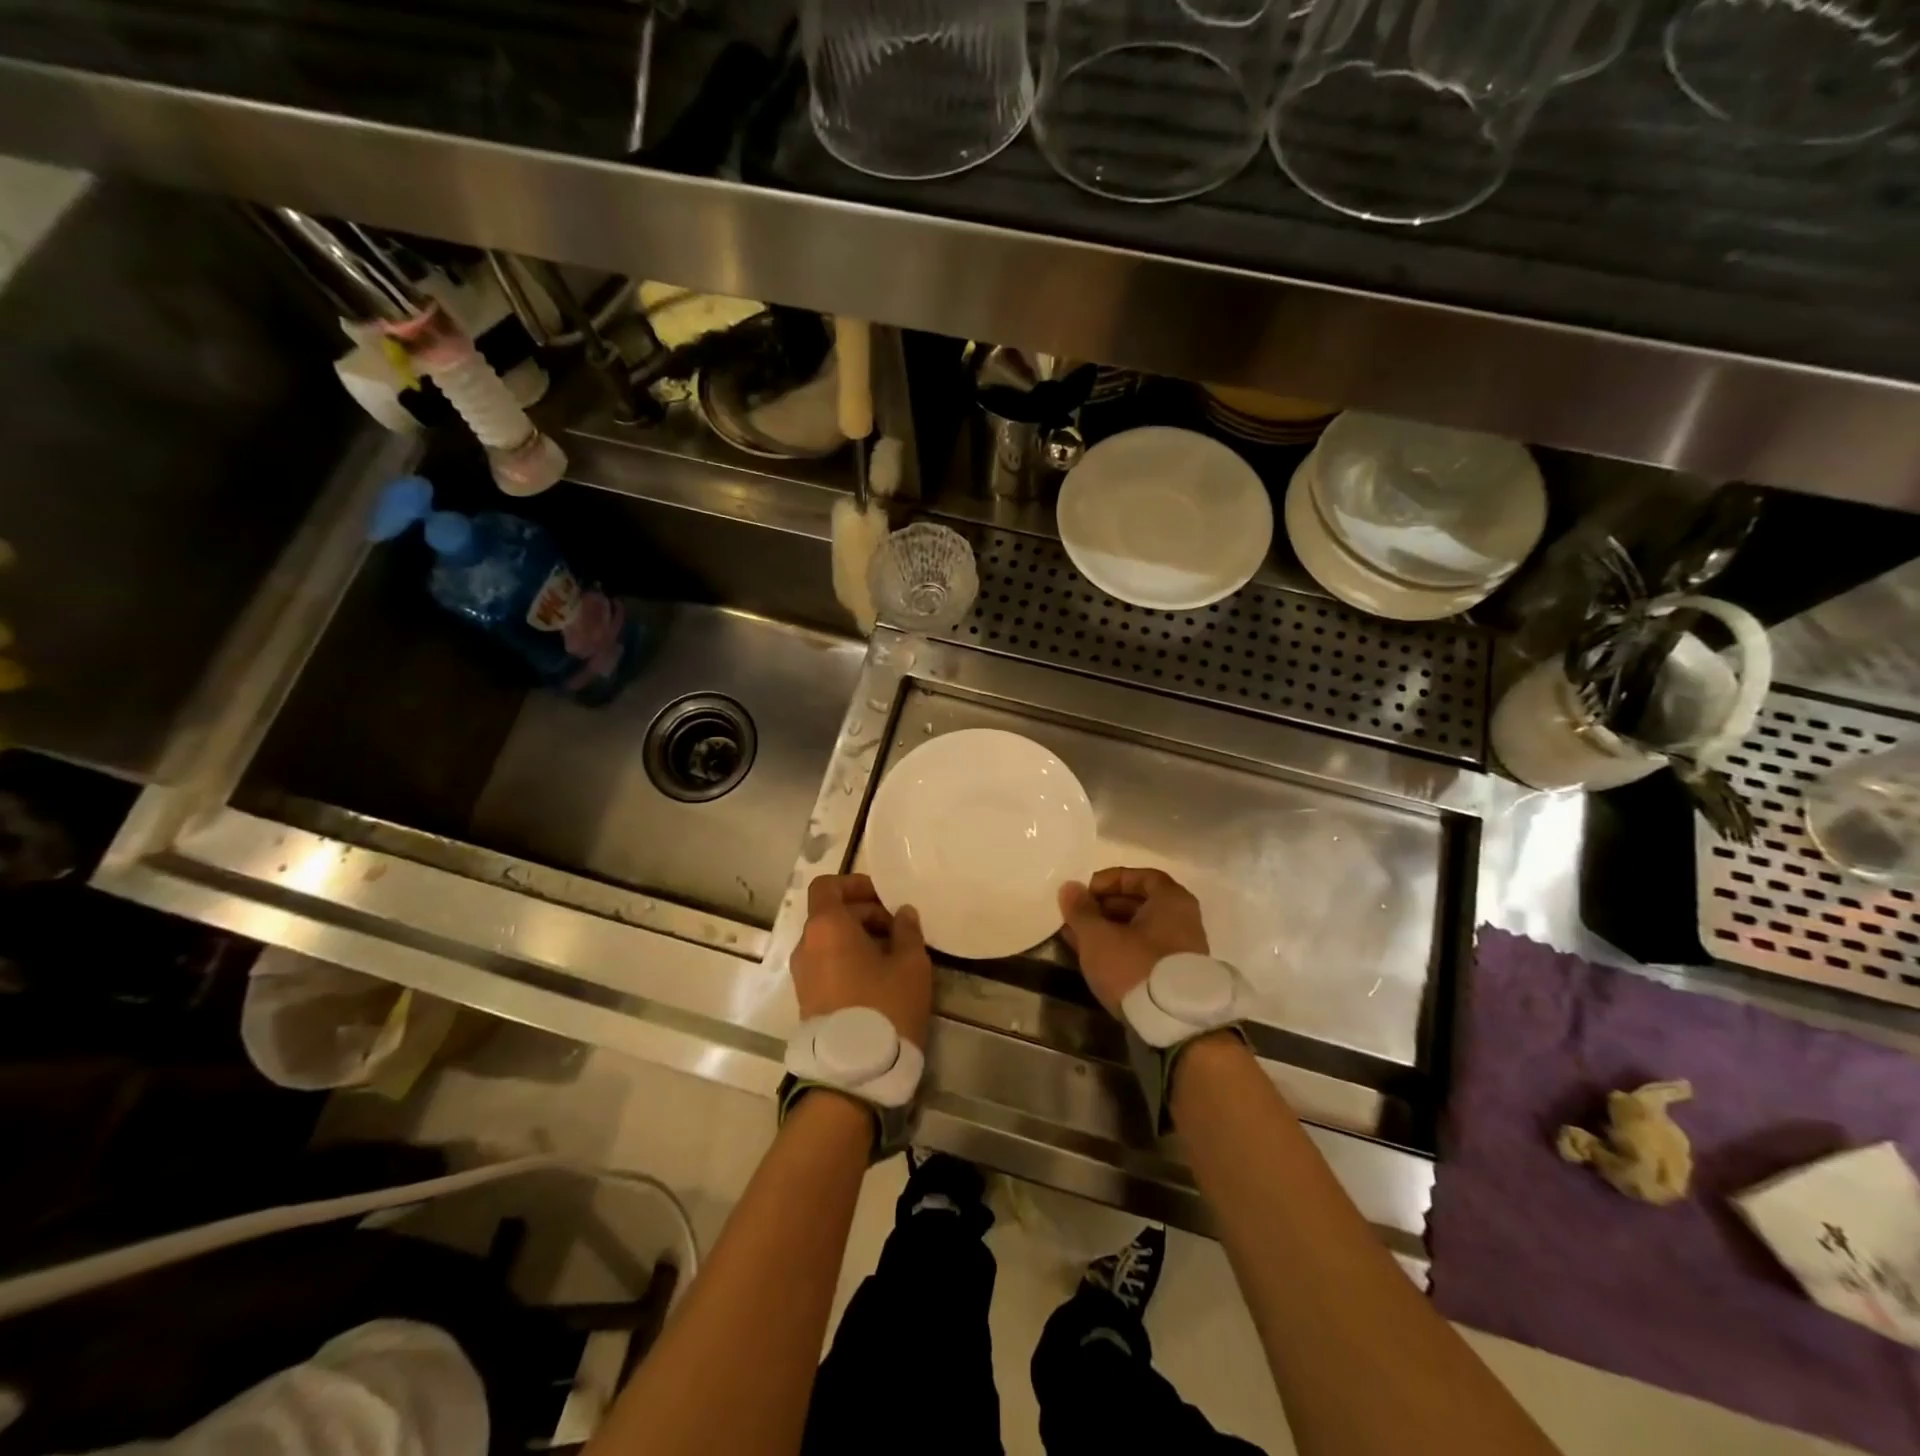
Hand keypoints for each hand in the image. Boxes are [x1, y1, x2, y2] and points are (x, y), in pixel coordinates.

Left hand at [792, 874, 932, 1048]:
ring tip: (893, 957)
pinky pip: (826, 965)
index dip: (855, 885)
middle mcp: (806, 946)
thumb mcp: (911, 965)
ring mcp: (802, 975)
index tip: (883, 898)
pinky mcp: (807, 1000)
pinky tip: (878, 980)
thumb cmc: (885, 1006)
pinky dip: (848, 961)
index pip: (827, 886)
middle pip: (831, 914)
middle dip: (865, 915)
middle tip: (899, 931)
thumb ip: (907, 931)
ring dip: (858, 940)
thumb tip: (903, 913)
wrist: (854, 1073)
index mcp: (826, 927)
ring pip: (829, 942)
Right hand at [1059, 867, 1209, 1016]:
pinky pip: (1144, 951)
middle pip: (1140, 903)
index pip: (1140, 876)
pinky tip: (1096, 959)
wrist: (1174, 1025)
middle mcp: (1183, 919)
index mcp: (1171, 900)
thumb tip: (1070, 888)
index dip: (1109, 880)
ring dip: (1109, 931)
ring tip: (1078, 940)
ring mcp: (1183, 950)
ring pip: (1139, 930)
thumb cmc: (1136, 967)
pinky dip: (1121, 949)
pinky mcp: (1175, 976)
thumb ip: (1081, 911)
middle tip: (1077, 918)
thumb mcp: (1098, 937)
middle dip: (1104, 908)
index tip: (1084, 893)